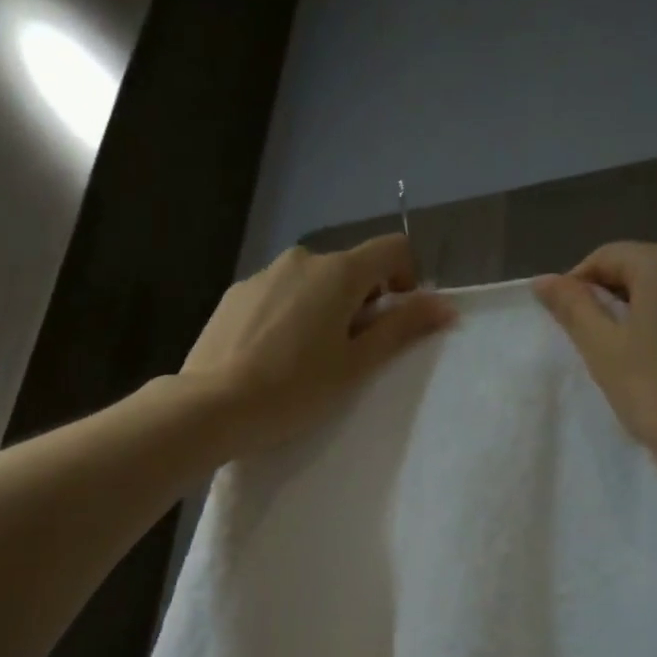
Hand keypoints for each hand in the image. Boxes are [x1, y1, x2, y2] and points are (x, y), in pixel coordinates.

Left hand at [182, 234, 454, 455]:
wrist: (211, 406)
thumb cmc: (295, 389)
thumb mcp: (356, 364)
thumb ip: (402, 328)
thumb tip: (445, 305)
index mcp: (337, 272)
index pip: (392, 249)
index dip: (407, 279)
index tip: (397, 321)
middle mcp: (300, 260)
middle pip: (350, 268)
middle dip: (363, 302)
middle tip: (353, 354)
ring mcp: (262, 274)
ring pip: (312, 283)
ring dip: (325, 309)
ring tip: (309, 359)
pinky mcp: (235, 295)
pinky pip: (279, 295)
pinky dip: (291, 315)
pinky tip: (274, 357)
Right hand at [534, 242, 656, 479]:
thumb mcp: (603, 349)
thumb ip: (573, 308)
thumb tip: (544, 280)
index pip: (606, 257)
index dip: (577, 287)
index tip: (565, 325)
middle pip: (643, 272)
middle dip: (614, 301)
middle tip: (595, 347)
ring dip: (647, 316)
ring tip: (632, 359)